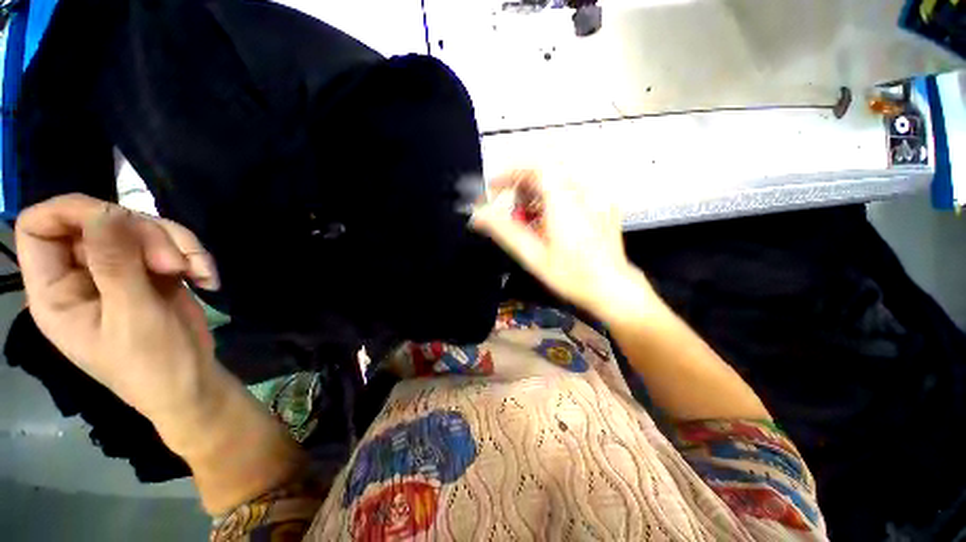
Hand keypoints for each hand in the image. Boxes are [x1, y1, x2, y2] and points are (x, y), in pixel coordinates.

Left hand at [15, 194, 225, 421]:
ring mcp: (119, 270)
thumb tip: (106, 212)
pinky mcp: (152, 271)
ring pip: (141, 226)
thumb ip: (116, 265)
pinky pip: (170, 243)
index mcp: (57, 289)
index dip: (70, 212)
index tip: (118, 221)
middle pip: (100, 220)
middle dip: (144, 235)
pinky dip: (193, 254)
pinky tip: (206, 277)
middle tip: (175, 265)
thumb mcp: (133, 318)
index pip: (39, 227)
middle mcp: (82, 273)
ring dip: (177, 244)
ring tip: (198, 273)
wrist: (193, 380)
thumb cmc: (153, 363)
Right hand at [471, 170, 650, 320]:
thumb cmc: (573, 276)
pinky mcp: (600, 201)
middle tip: (507, 207)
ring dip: (533, 192)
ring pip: (555, 177)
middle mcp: (583, 192)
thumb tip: (478, 216)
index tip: (496, 187)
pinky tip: (546, 221)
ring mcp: (595, 195)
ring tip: (526, 219)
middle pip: (544, 169)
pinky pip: (569, 187)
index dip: (511, 170)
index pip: (536, 163)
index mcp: (565, 203)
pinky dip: (549, 197)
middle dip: (519, 184)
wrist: (613, 287)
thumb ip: (505, 232)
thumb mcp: (534, 256)